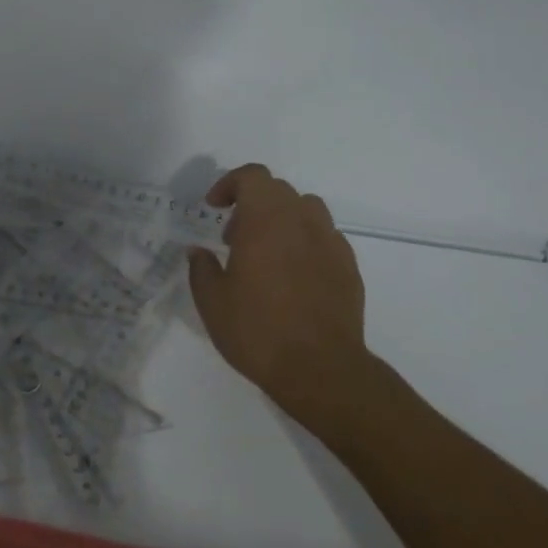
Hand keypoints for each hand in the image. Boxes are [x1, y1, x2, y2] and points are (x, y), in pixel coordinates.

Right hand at [187, 165, 382, 431]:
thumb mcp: (212, 301)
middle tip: (233, 238)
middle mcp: (302, 223)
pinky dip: (305, 243)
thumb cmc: (257, 330)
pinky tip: (293, 276)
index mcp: (266, 221)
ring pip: (307, 209)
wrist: (321, 370)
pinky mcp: (349, 268)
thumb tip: (198, 252)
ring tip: (266, 253)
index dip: (230, 183)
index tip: (215, 207)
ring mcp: (330, 244)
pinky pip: (324, 238)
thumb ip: (201, 268)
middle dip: (252, 204)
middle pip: (278, 190)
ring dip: (282, 219)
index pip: (253, 177)